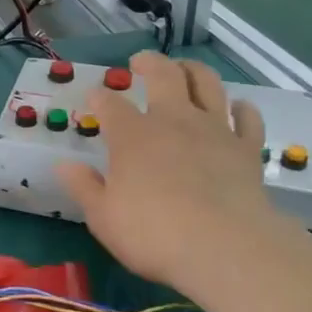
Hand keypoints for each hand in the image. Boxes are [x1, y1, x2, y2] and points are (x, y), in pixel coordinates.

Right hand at [56, 53, 296, 296]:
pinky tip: (238, 108)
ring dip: (193, 70)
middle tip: (140, 62)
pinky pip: (248, 119)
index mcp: (132, 135)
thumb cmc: (154, 234)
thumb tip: (63, 164)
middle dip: (149, 63)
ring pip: (207, 84)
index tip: (93, 98)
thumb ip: (83, 186)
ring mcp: (214, 131)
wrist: (226, 249)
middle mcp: (173, 121)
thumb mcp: (102, 217)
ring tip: (185, 69)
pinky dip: (242, 109)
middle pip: (163, 75)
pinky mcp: (246, 149)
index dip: (99, 97)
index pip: (109, 104)